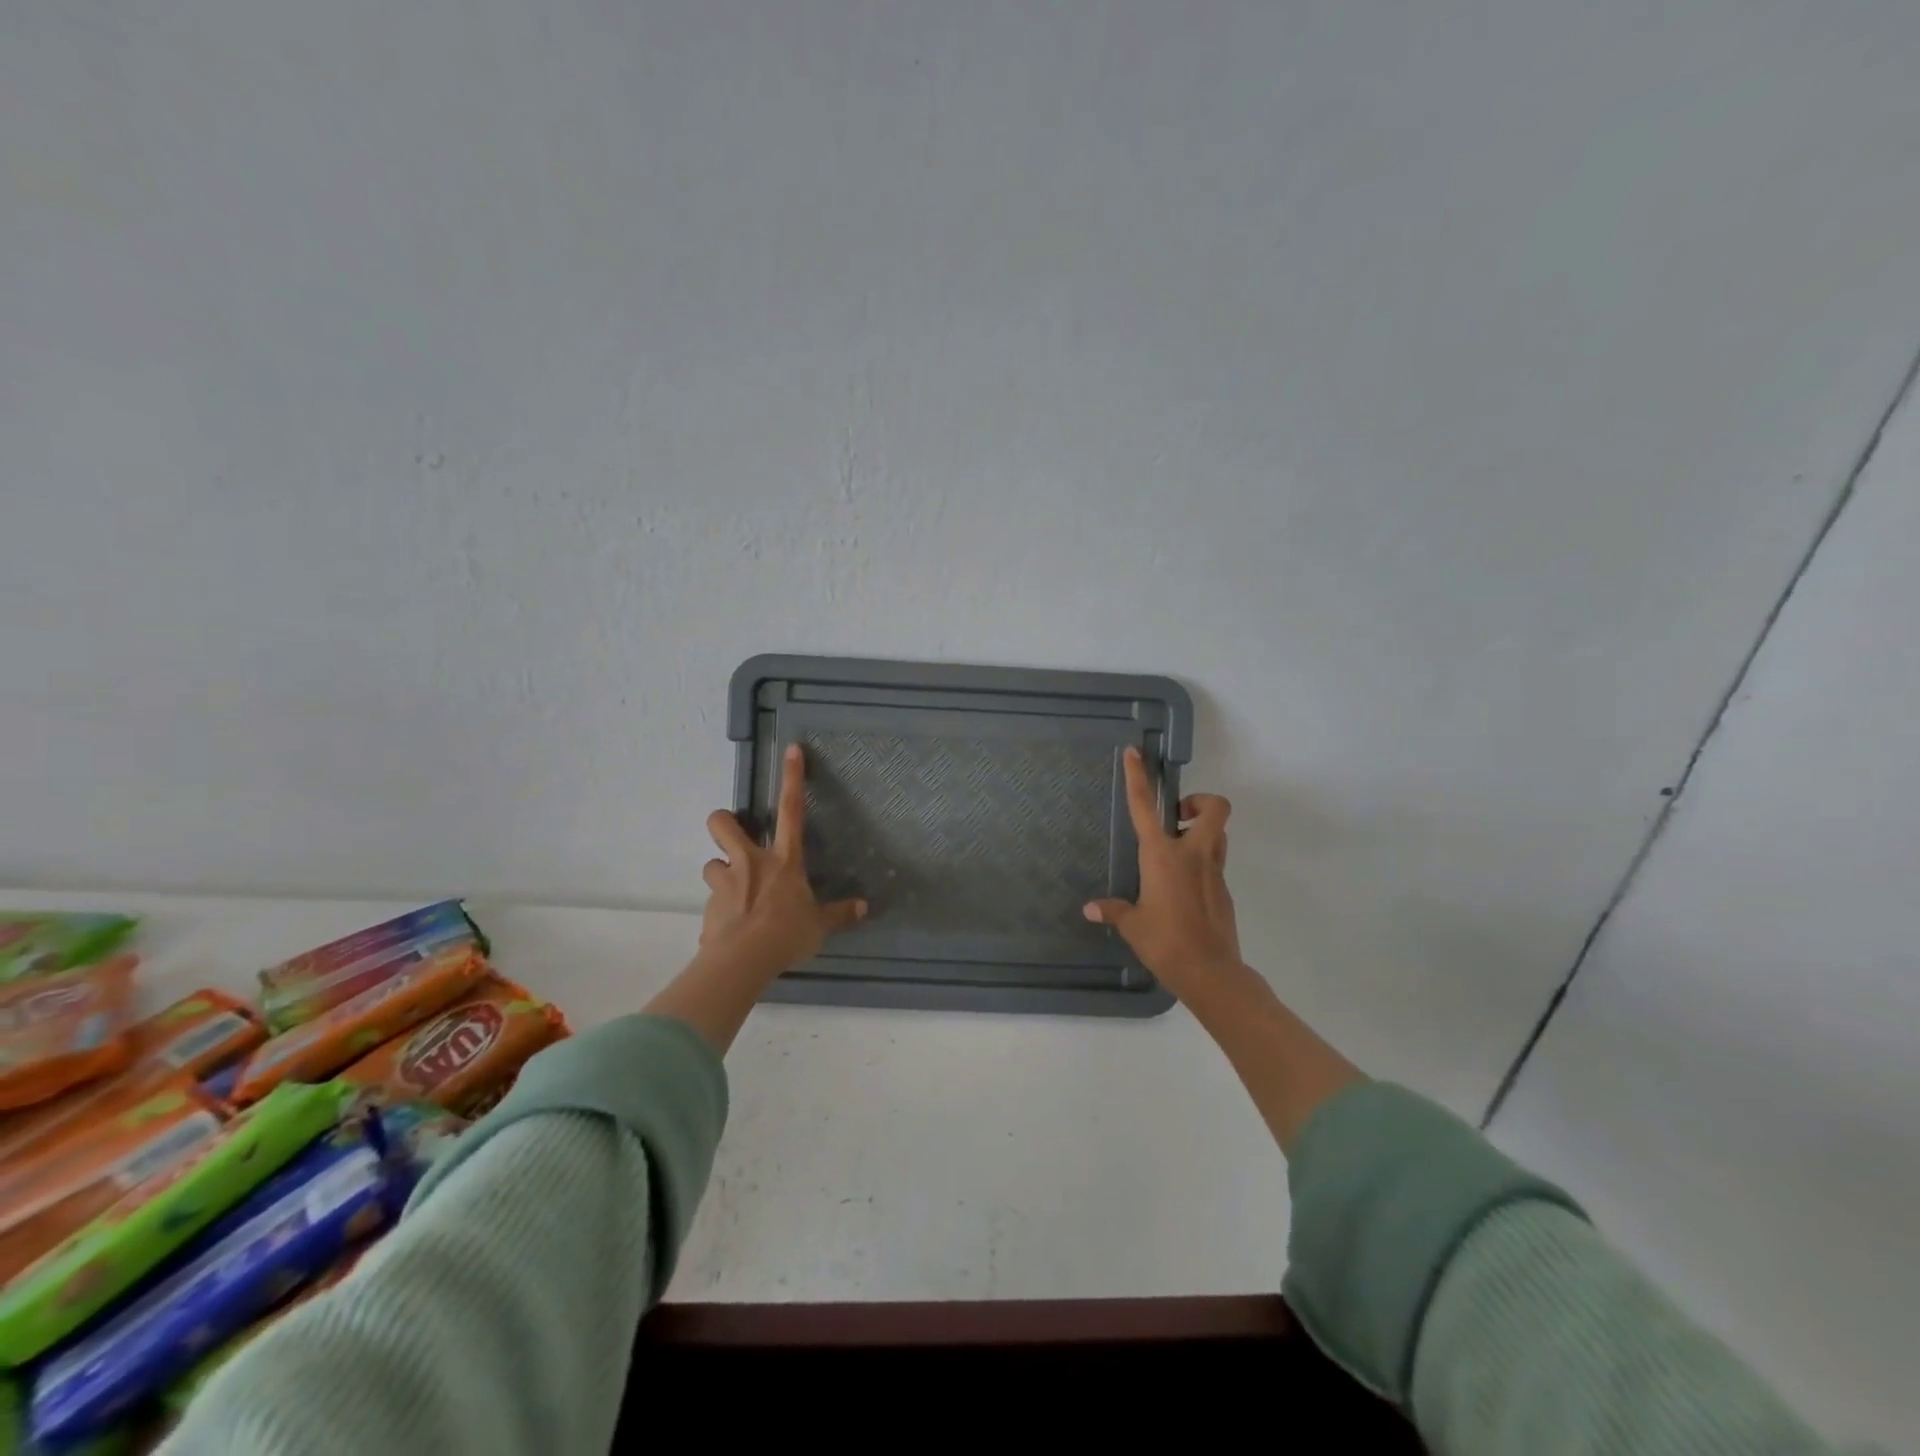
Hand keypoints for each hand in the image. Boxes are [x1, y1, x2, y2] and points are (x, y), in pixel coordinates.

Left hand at [700, 743, 865, 976]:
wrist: (742, 962)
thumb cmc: (786, 935)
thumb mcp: (819, 926)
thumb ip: (839, 914)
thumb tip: (864, 908)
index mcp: (783, 860)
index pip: (792, 810)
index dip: (792, 778)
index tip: (791, 749)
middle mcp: (750, 863)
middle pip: (723, 824)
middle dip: (723, 822)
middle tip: (732, 834)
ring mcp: (725, 883)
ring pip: (711, 863)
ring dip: (721, 873)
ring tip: (732, 892)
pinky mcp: (708, 907)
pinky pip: (712, 902)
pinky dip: (719, 911)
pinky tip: (729, 929)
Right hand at [1084, 747, 1239, 996]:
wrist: (1211, 973)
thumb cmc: (1165, 943)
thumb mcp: (1133, 926)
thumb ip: (1114, 911)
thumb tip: (1091, 908)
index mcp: (1162, 856)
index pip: (1146, 806)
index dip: (1138, 777)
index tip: (1135, 753)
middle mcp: (1193, 855)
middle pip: (1214, 808)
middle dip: (1199, 802)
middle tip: (1177, 818)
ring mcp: (1213, 871)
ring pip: (1219, 833)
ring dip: (1203, 830)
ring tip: (1178, 850)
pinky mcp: (1224, 890)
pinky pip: (1216, 862)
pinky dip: (1202, 863)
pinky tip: (1182, 889)